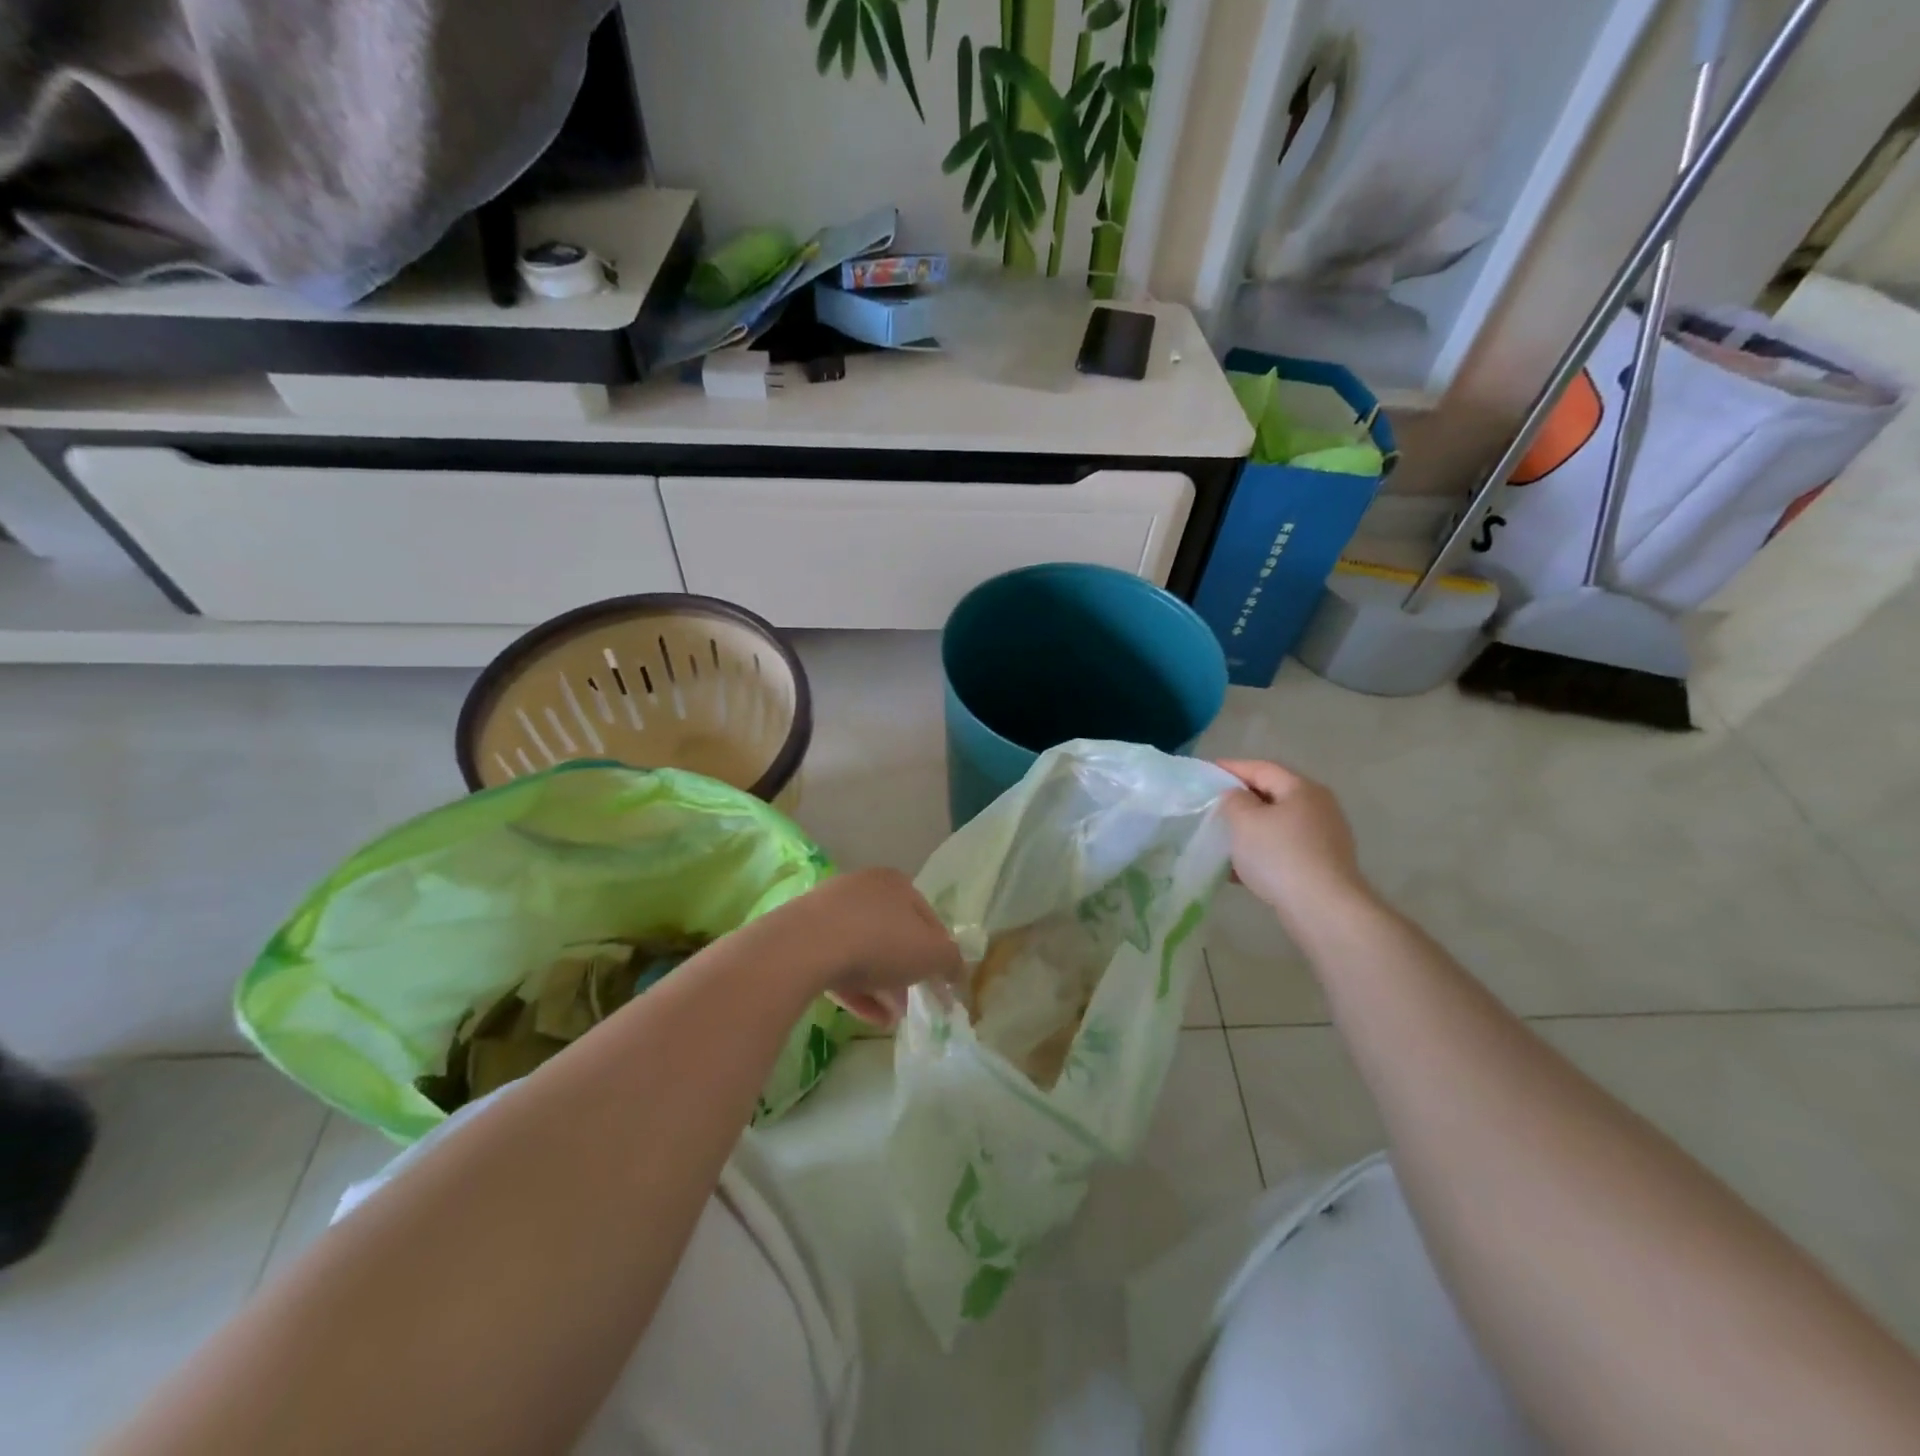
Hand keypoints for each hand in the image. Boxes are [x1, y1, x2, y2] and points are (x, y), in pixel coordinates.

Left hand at [774, 868, 963, 1027]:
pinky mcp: (804, 937)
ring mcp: (829, 911)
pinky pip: (837, 964)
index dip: (939, 952)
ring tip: (893, 1017)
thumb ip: (951, 961)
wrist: (805, 946)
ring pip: (864, 950)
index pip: (928, 917)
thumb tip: (955, 971)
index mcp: (896, 883)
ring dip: (882, 984)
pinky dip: (856, 990)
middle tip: (916, 1000)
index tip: (942, 983)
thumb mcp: (932, 954)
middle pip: (894, 933)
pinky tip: (870, 1018)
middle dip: (907, 970)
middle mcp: (863, 888)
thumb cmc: (880, 941)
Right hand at [1215, 759, 1371, 927]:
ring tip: (1223, 840)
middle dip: (1242, 801)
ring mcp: (1325, 837)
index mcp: (1301, 789)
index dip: (1232, 768)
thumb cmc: (1279, 855)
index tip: (1208, 771)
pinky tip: (1240, 871)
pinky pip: (1284, 850)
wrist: (1323, 908)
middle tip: (1214, 806)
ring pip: (1278, 825)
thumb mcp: (1244, 820)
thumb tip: (1237, 797)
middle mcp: (1318, 807)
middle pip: (1273, 795)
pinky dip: (1262, 853)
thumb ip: (1233, 800)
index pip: (1261, 768)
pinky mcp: (1323, 865)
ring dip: (1251, 830)